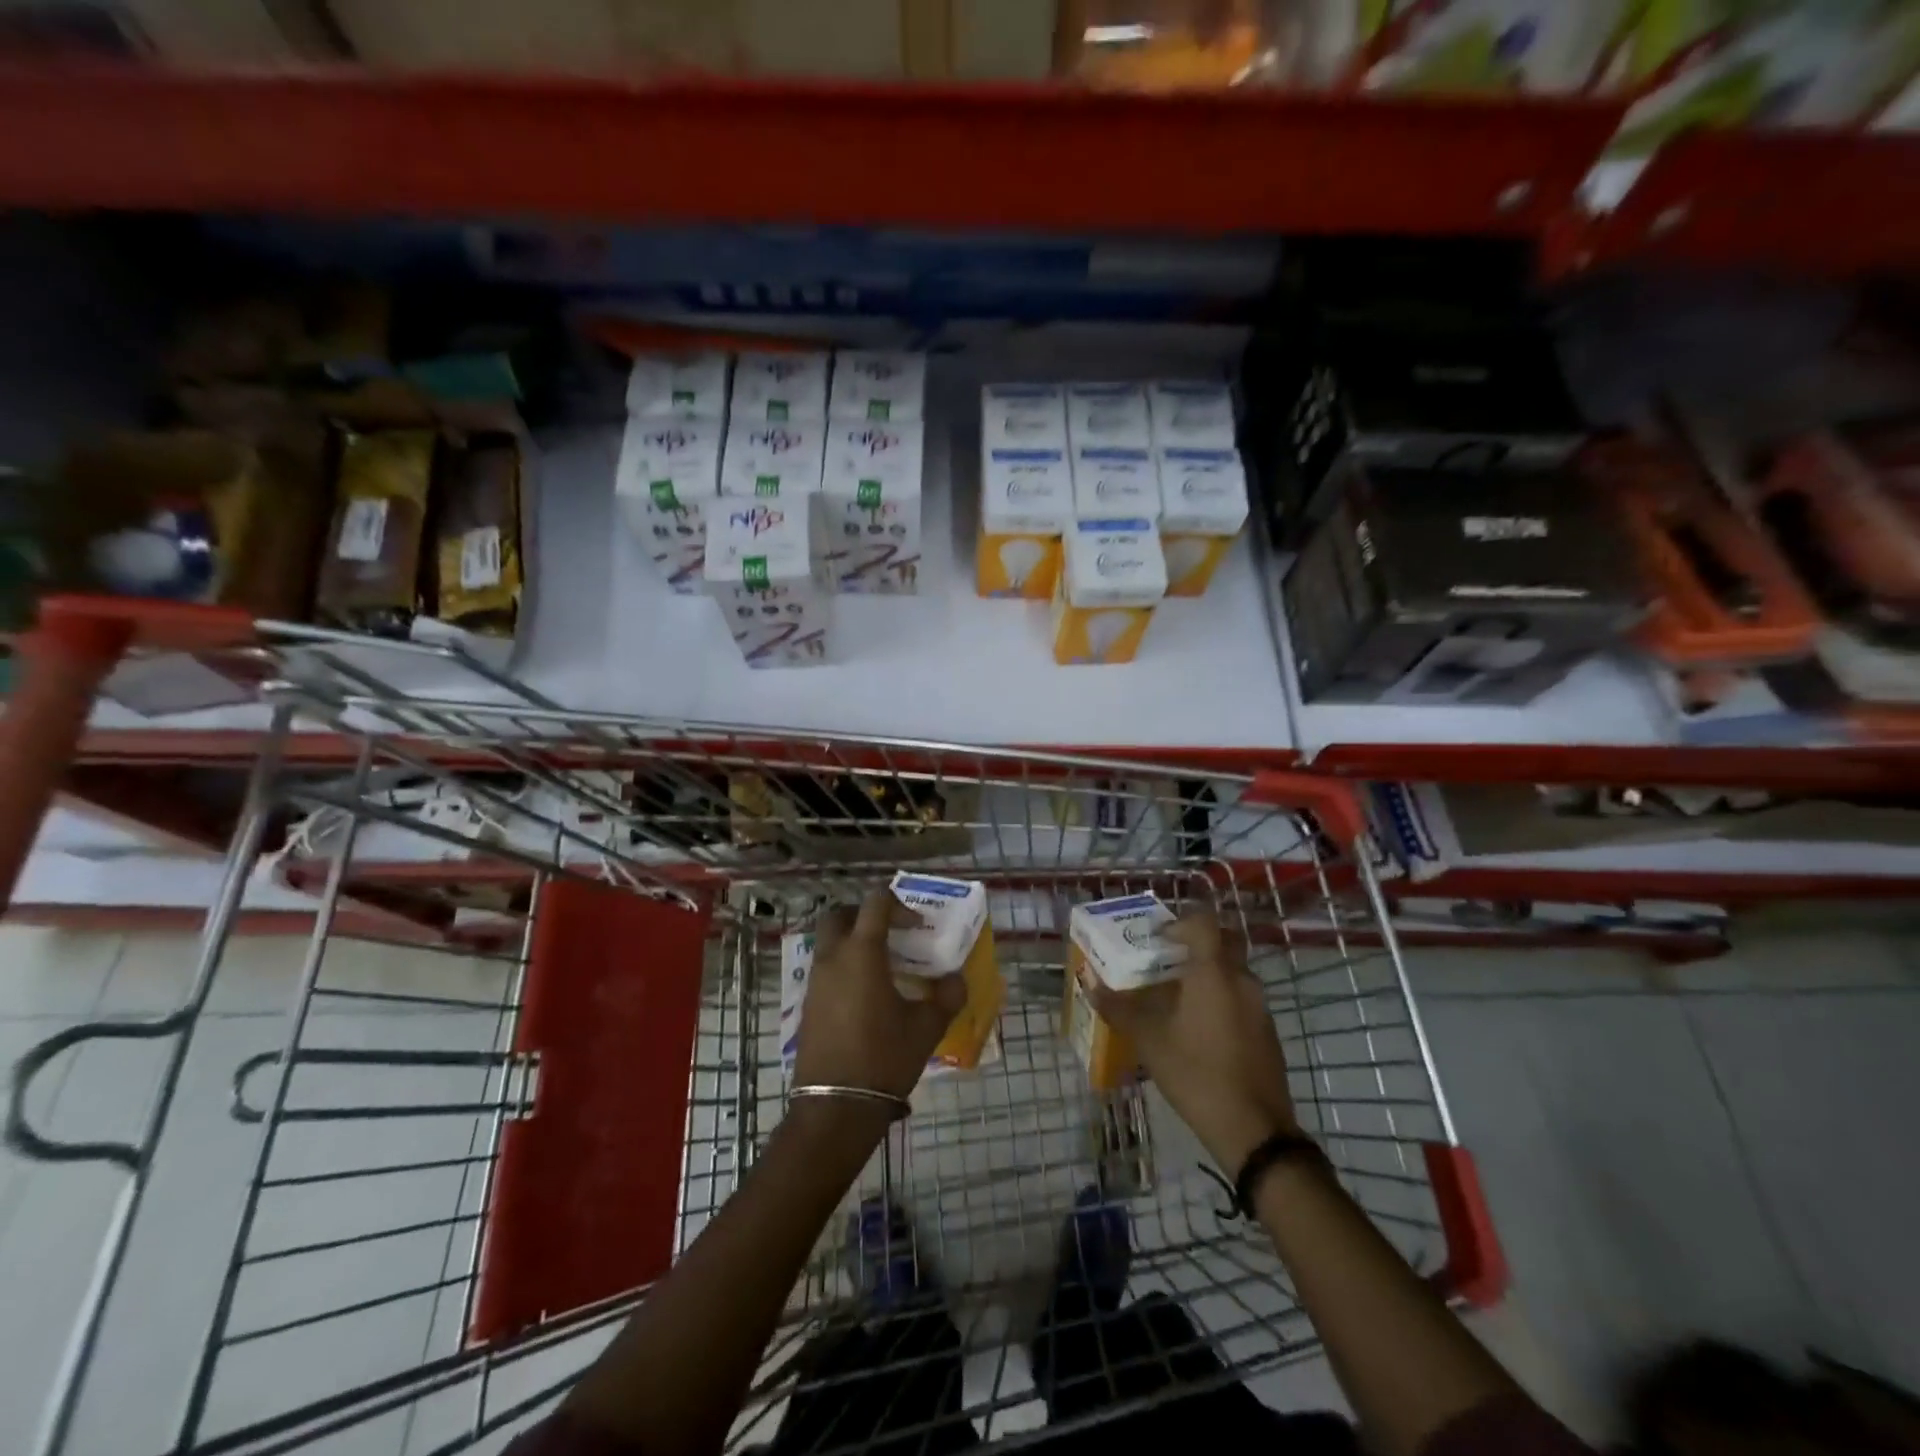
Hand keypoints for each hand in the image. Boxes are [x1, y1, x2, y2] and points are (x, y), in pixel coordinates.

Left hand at [794, 889, 967, 1102]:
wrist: (836, 1106)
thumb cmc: (885, 1057)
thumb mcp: (927, 1027)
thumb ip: (947, 996)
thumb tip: (956, 980)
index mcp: (862, 953)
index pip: (875, 903)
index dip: (898, 905)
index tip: (917, 926)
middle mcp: (833, 958)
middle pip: (839, 915)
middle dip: (864, 915)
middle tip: (890, 933)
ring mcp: (815, 982)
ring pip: (829, 944)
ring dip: (853, 943)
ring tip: (884, 968)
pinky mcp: (808, 1006)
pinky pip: (825, 971)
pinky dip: (844, 969)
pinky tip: (867, 997)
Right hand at [1084, 910, 1296, 1171]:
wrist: (1254, 1129)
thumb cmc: (1196, 1073)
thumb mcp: (1150, 1040)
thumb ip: (1120, 1008)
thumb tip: (1090, 984)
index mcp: (1214, 973)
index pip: (1203, 922)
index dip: (1179, 922)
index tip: (1158, 940)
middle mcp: (1242, 980)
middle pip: (1222, 942)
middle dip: (1195, 944)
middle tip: (1166, 960)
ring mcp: (1260, 1007)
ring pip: (1233, 971)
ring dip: (1207, 973)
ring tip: (1175, 996)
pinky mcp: (1267, 1032)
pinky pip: (1241, 997)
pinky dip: (1220, 998)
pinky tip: (1198, 1028)